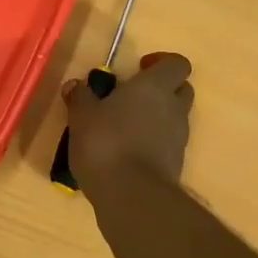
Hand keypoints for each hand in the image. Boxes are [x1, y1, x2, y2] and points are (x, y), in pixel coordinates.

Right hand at [64, 52, 193, 187]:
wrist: (132, 195)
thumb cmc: (106, 143)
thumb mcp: (82, 117)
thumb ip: (81, 97)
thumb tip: (76, 84)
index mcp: (154, 87)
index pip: (177, 64)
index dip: (161, 62)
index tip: (139, 68)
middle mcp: (173, 108)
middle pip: (181, 88)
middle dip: (161, 88)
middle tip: (131, 96)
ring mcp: (178, 138)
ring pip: (174, 117)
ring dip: (155, 116)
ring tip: (123, 126)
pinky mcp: (176, 163)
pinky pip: (167, 142)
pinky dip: (152, 141)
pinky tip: (126, 151)